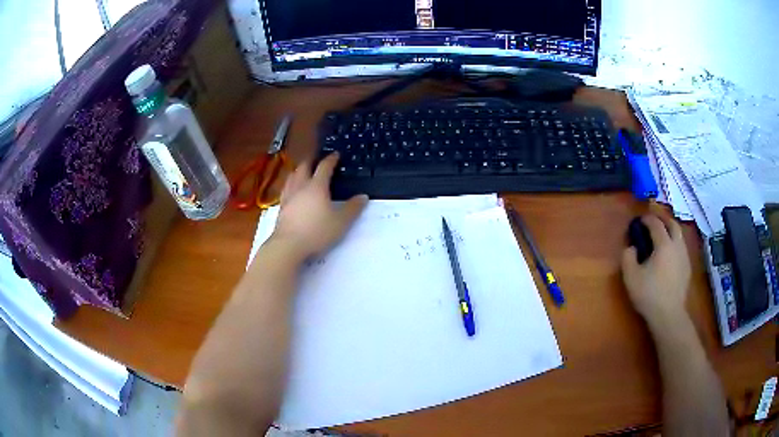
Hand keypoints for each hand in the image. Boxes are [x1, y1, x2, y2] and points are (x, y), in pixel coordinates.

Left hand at [272, 153, 367, 259]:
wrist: (288, 245)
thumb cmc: (317, 232)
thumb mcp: (341, 222)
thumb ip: (353, 208)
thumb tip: (363, 196)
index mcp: (317, 186)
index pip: (324, 167)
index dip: (331, 159)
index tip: (335, 154)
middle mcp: (301, 186)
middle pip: (304, 167)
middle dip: (311, 161)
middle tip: (317, 161)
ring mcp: (289, 196)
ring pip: (292, 176)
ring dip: (299, 171)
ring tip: (303, 172)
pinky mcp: (281, 207)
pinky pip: (286, 189)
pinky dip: (291, 184)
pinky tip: (292, 191)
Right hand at [621, 214, 690, 328]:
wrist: (668, 314)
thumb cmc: (649, 294)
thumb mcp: (631, 277)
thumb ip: (628, 257)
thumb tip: (631, 247)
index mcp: (664, 244)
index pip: (656, 224)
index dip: (647, 219)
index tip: (640, 220)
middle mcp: (677, 245)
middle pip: (672, 224)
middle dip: (663, 219)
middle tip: (654, 221)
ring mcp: (684, 256)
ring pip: (679, 235)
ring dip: (670, 231)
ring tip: (662, 236)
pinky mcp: (687, 268)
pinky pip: (681, 248)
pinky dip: (675, 244)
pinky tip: (669, 255)